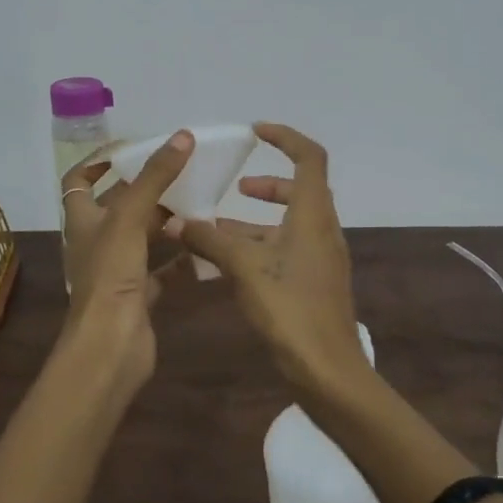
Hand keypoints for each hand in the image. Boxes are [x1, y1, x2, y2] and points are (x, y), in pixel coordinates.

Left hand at [57, 130, 193, 398]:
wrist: (110, 346)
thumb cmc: (110, 276)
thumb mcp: (129, 218)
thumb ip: (154, 178)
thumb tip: (182, 137)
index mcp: (82, 220)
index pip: (79, 181)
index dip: (98, 161)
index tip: (131, 148)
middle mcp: (96, 242)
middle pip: (118, 206)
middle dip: (145, 188)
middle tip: (180, 170)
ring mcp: (116, 271)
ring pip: (142, 237)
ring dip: (165, 220)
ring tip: (198, 201)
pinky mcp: (138, 295)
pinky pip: (162, 270)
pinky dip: (181, 258)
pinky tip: (205, 245)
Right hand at [163, 122, 369, 395]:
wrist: (327, 370)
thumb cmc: (289, 308)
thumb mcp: (244, 268)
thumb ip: (209, 239)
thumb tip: (175, 221)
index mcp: (313, 215)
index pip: (310, 157)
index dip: (285, 137)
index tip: (255, 132)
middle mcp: (322, 230)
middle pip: (300, 190)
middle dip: (267, 184)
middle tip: (236, 187)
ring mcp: (321, 259)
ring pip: (290, 224)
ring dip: (256, 221)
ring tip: (216, 228)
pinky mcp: (314, 283)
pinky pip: (286, 250)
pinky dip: (260, 246)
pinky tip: (228, 264)